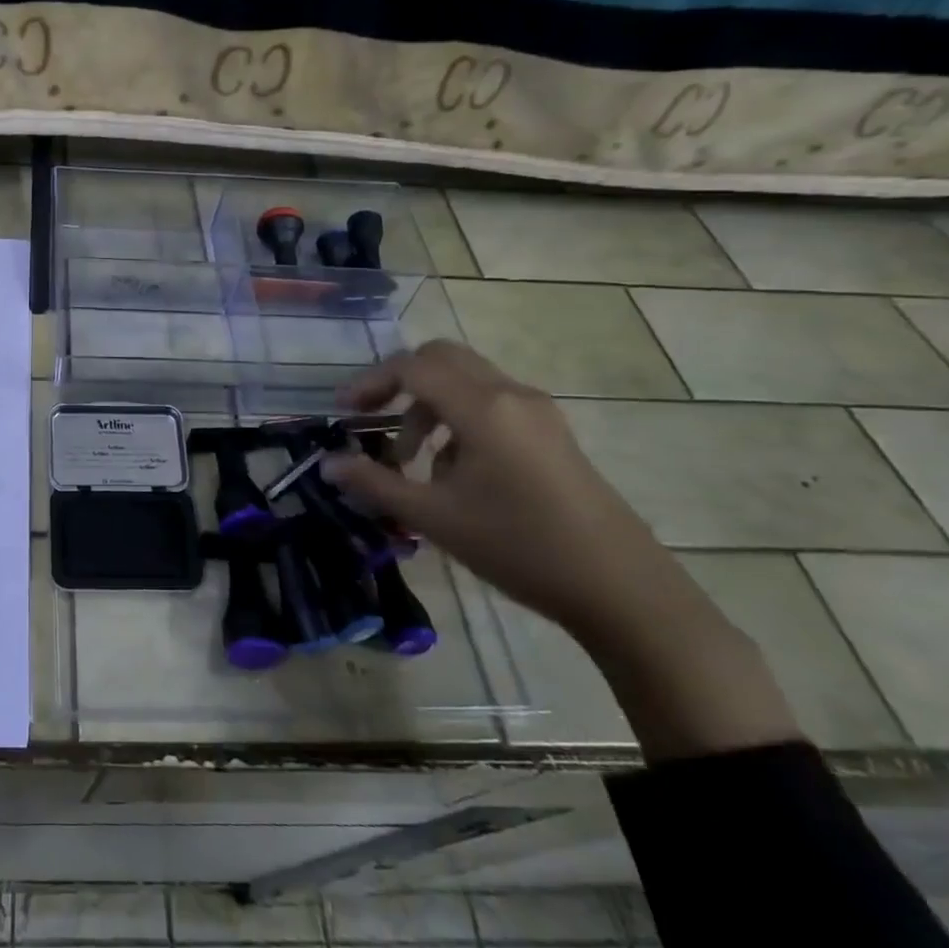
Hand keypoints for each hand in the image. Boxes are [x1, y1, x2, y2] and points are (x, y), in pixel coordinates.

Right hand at [321, 341, 799, 758]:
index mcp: (482, 408)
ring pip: (466, 380)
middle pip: (442, 358)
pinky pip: (491, 403)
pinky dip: (457, 419)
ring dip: (428, 405)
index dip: (370, 382)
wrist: (621, 589)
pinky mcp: (551, 433)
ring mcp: (537, 412)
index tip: (344, 412)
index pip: (412, 367)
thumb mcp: (434, 518)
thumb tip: (328, 464)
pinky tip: (454, 472)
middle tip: (372, 418)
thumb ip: (374, 484)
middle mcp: (511, 394)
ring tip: (412, 460)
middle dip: (399, 382)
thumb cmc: (518, 547)